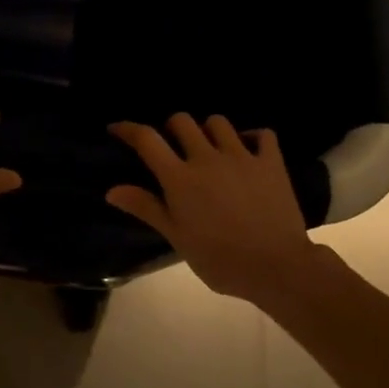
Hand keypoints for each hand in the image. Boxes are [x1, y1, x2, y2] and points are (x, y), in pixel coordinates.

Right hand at [106, 113, 318, 304]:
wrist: (276, 266)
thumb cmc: (220, 260)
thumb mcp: (177, 238)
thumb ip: (147, 208)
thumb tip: (112, 190)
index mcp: (180, 178)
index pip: (148, 140)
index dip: (128, 129)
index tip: (117, 128)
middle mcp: (207, 158)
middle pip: (182, 121)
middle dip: (172, 128)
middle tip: (173, 146)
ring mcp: (241, 156)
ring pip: (218, 122)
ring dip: (208, 130)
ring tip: (209, 147)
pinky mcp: (270, 162)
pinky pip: (262, 134)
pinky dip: (252, 136)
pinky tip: (248, 149)